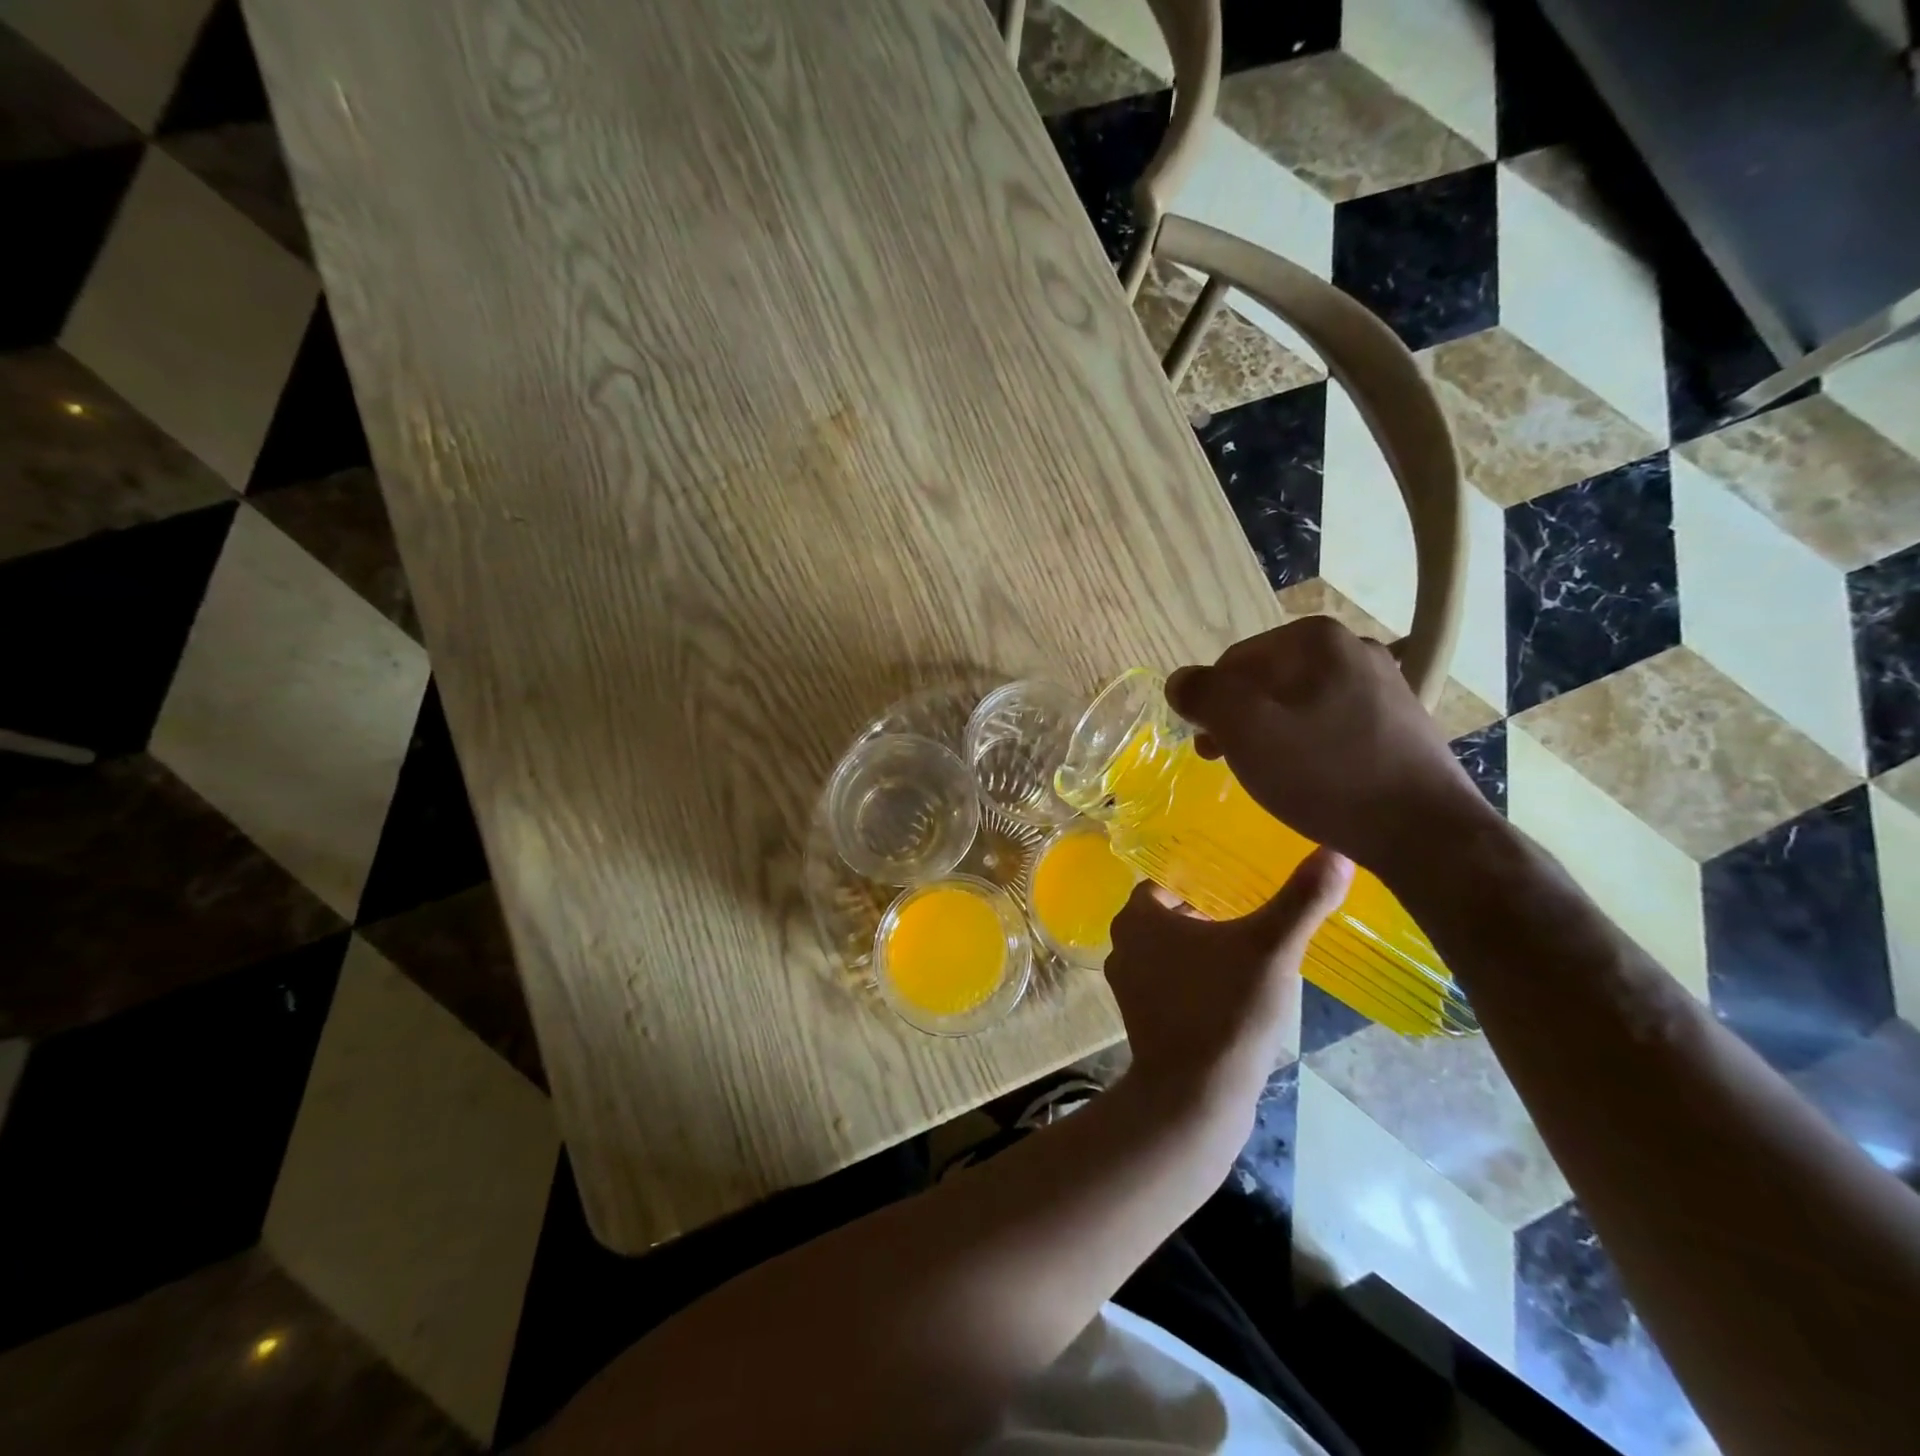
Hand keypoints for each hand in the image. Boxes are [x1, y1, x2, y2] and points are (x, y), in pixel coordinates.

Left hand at [1105, 848, 1352, 1101]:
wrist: (1194, 1097)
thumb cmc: (1226, 1010)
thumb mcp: (1271, 948)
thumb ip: (1302, 899)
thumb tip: (1337, 851)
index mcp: (1138, 916)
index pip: (1169, 879)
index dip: (1203, 878)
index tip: (1240, 880)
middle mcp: (1122, 944)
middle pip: (1168, 913)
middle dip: (1206, 910)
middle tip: (1252, 909)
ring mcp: (1127, 984)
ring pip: (1168, 949)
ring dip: (1201, 946)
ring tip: (1248, 947)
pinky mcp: (1140, 1017)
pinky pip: (1169, 981)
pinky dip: (1195, 977)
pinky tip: (1233, 988)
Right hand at [1165, 617, 1493, 879]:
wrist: (1423, 831)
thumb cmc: (1324, 773)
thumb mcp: (1245, 729)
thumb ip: (1202, 694)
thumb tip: (1179, 682)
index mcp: (1315, 638)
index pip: (1233, 661)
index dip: (1210, 703)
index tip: (1207, 746)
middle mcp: (1353, 647)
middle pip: (1266, 679)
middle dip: (1239, 718)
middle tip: (1226, 761)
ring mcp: (1382, 683)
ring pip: (1298, 702)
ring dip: (1270, 733)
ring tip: (1266, 773)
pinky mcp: (1398, 720)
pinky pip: (1330, 723)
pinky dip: (1308, 745)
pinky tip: (1309, 778)